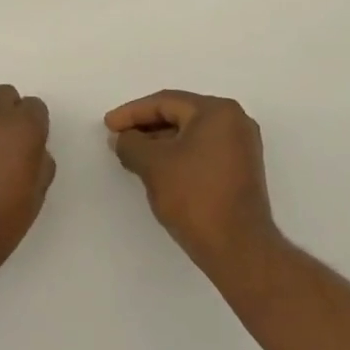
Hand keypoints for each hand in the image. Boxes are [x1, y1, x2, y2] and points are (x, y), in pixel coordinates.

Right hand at [104, 90, 281, 269]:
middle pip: (180, 115)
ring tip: (132, 155)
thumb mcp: (153, 165)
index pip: (166, 102)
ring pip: (191, 135)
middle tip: (118, 138)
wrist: (238, 247)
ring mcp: (241, 146)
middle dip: (146, 127)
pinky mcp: (240, 170)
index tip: (108, 125)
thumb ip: (131, 143)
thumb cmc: (194, 196)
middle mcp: (235, 121)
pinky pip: (202, 151)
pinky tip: (157, 169)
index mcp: (218, 111)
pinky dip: (178, 156)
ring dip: (160, 143)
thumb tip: (122, 138)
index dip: (132, 113)